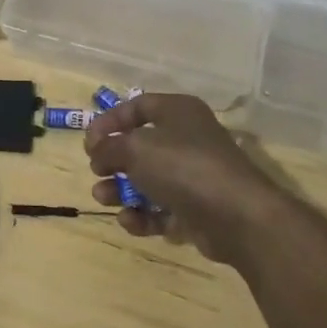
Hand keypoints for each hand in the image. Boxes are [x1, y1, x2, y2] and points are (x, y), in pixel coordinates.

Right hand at [84, 93, 284, 266]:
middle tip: (97, 171)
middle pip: (141, 145)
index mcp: (178, 112)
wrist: (237, 217)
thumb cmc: (183, 167)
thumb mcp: (135, 148)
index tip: (89, 142)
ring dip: (121, 190)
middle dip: (114, 160)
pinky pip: (162, 210)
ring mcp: (194, 176)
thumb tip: (97, 151)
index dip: (110, 121)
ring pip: (149, 180)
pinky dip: (143, 215)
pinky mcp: (197, 210)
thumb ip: (108, 146)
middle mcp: (187, 139)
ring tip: (103, 198)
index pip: (138, 106)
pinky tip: (129, 220)